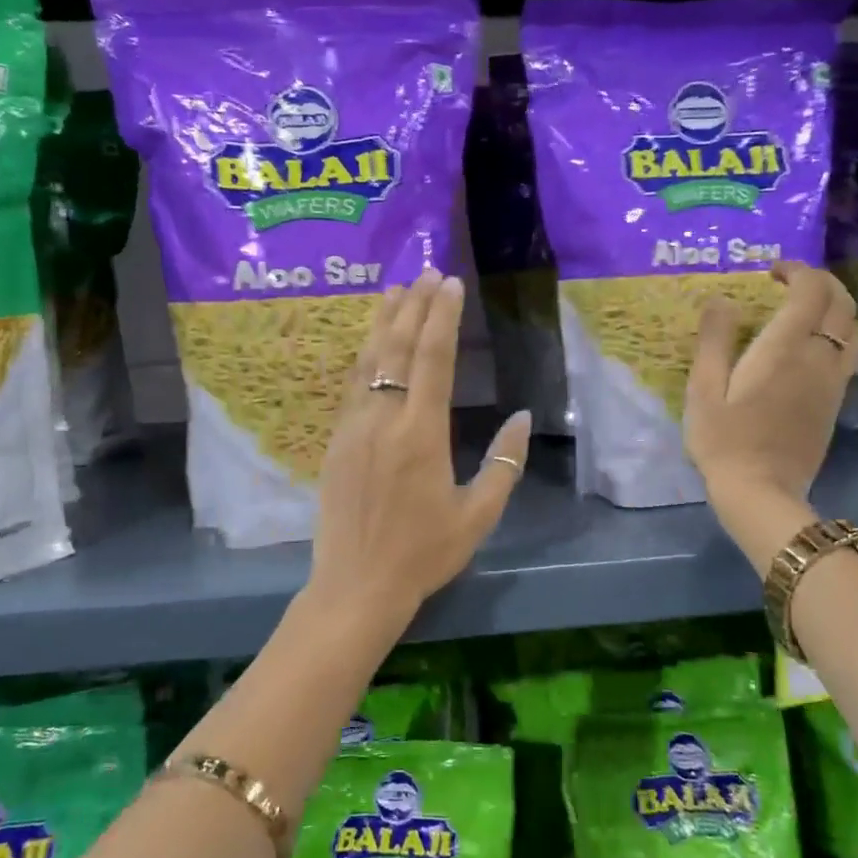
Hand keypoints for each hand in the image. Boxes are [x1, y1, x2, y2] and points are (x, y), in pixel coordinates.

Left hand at [307, 268, 531, 633]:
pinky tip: (371, 343)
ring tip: (396, 290)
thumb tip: (521, 418)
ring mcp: (353, 428)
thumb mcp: (478, 515)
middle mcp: (383, 419)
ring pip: (369, 362)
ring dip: (384, 322)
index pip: (433, 360)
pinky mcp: (335, 441)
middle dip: (415, 307)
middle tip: (428, 272)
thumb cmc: (424, 553)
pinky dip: (365, 356)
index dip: (442, 317)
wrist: (356, 585)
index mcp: (421, 434)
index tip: (450, 283)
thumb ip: (504, 464)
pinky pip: (352, 386)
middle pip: (398, 349)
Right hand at [684, 262, 857, 511]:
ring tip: (804, 309)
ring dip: (835, 307)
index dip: (797, 270)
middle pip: (842, 303)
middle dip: (820, 282)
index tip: (771, 272)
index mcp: (786, 348)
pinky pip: (850, 353)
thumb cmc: (724, 439)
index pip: (811, 291)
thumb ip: (714, 339)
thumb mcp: (703, 388)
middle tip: (789, 283)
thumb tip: (721, 299)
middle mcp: (820, 357)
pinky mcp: (835, 402)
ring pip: (854, 328)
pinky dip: (838, 333)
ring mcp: (833, 381)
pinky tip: (811, 345)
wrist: (761, 491)